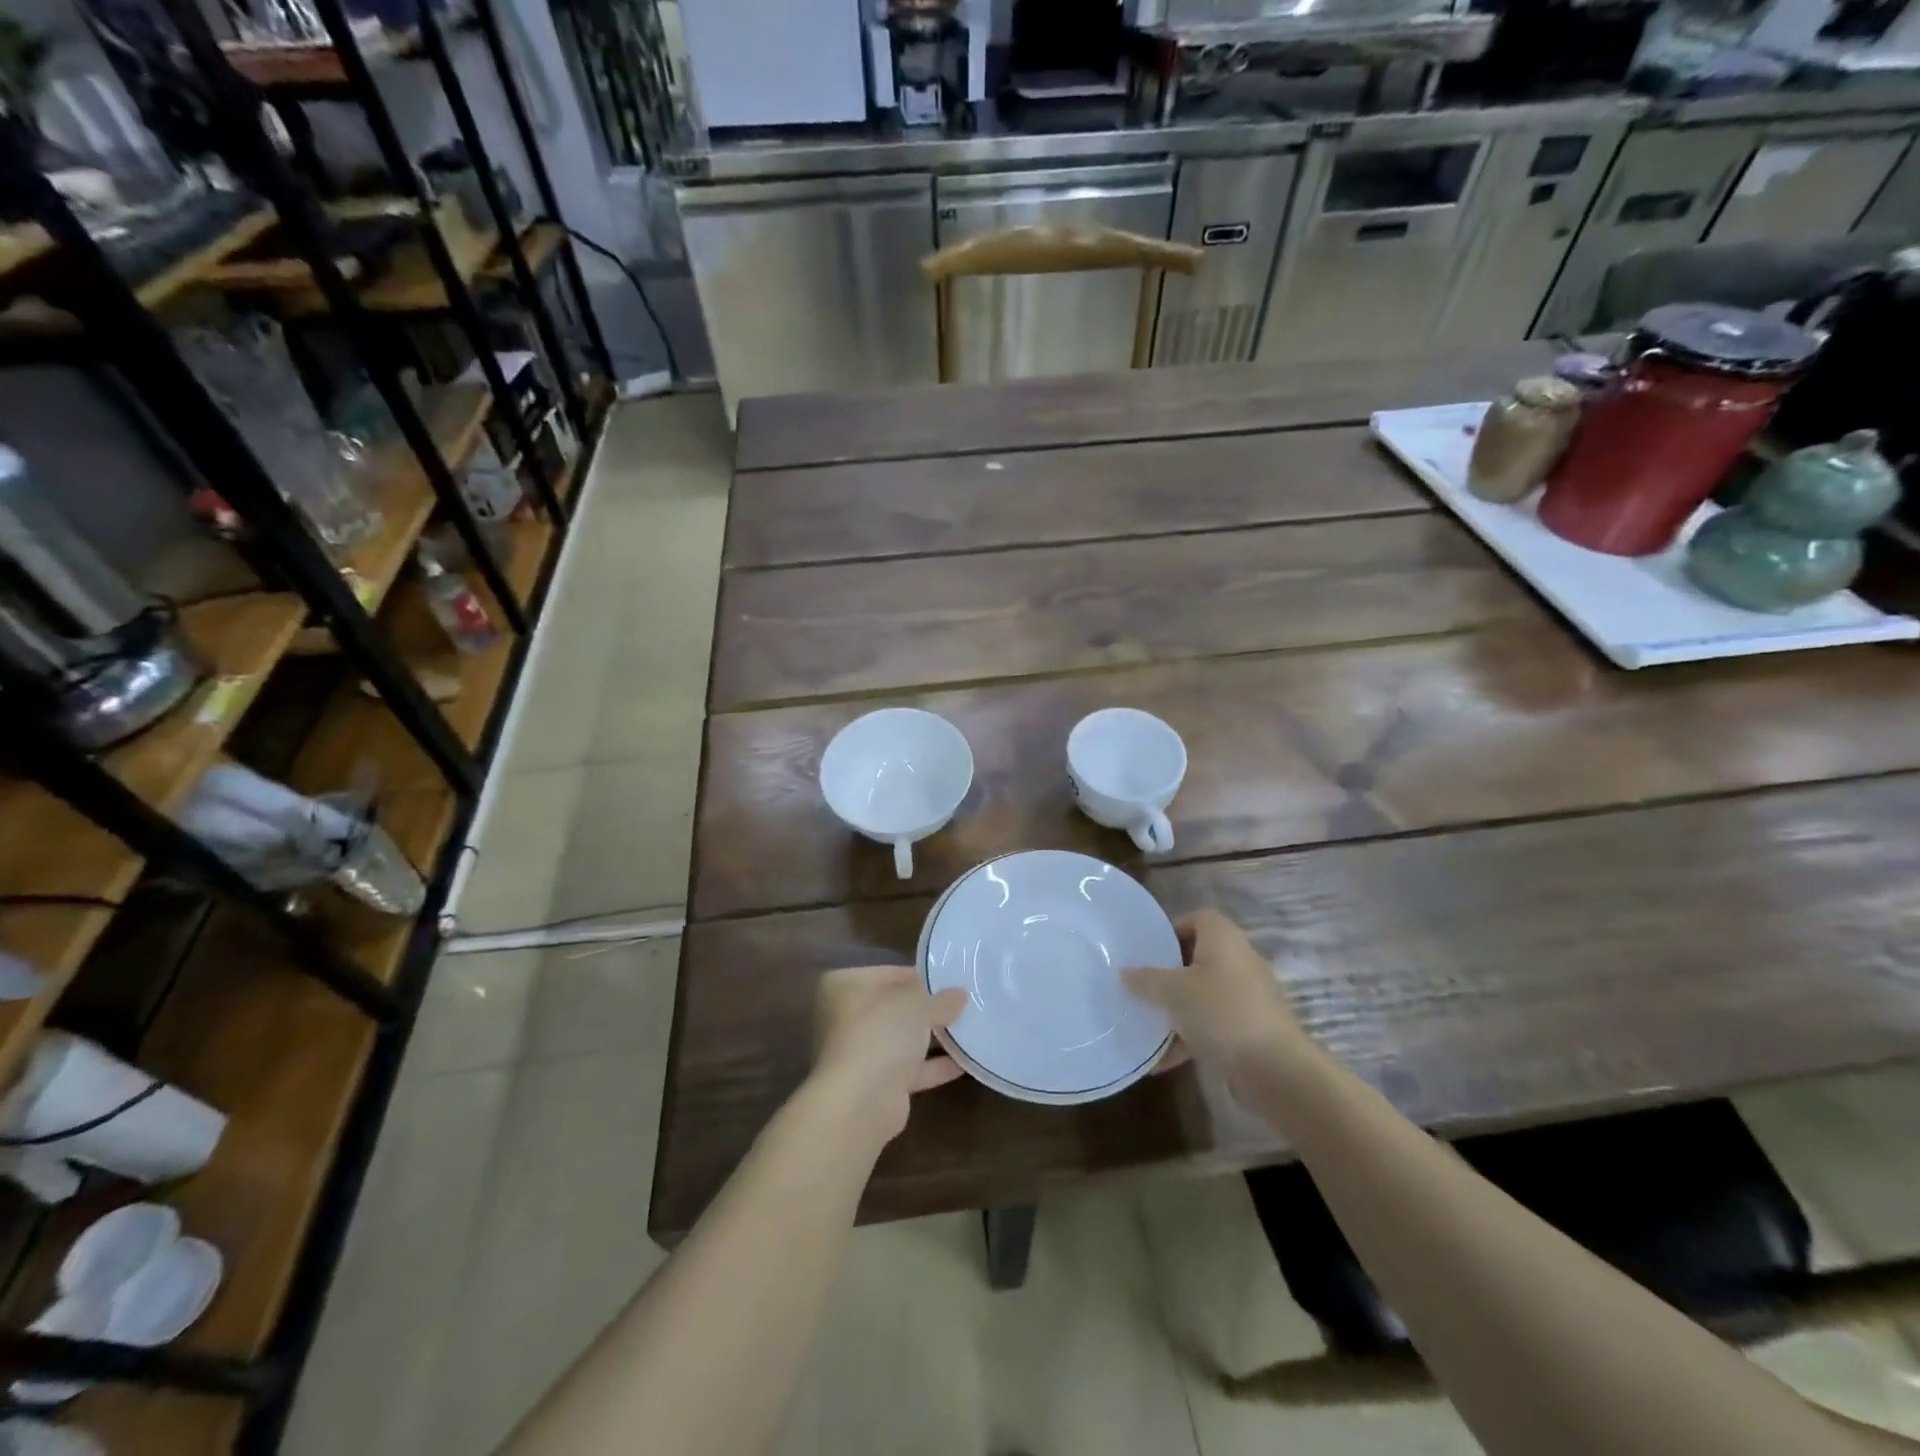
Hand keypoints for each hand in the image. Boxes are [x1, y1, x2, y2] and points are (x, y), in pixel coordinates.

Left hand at [811, 965, 967, 1142]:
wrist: (861, 1102)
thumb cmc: (881, 1033)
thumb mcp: (918, 1005)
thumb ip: (940, 999)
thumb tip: (960, 994)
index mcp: (844, 986)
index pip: (889, 973)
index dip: (920, 977)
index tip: (949, 980)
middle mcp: (845, 1017)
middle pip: (894, 1008)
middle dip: (926, 1009)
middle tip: (962, 1003)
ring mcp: (859, 1053)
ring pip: (900, 1040)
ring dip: (931, 1038)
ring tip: (969, 1029)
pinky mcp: (874, 1086)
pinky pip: (908, 1069)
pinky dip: (933, 1066)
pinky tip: (965, 1062)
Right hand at [1125, 908, 1309, 1077]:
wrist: (1275, 1069)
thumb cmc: (1221, 1012)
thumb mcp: (1173, 992)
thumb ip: (1146, 980)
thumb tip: (1124, 972)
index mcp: (1223, 939)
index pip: (1198, 918)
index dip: (1172, 929)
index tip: (1148, 949)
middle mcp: (1239, 961)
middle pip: (1199, 957)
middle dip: (1170, 972)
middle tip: (1141, 984)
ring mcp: (1248, 997)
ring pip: (1205, 994)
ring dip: (1177, 1008)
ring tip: (1147, 1022)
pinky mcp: (1251, 1030)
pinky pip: (1213, 1025)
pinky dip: (1190, 1037)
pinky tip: (1163, 1059)